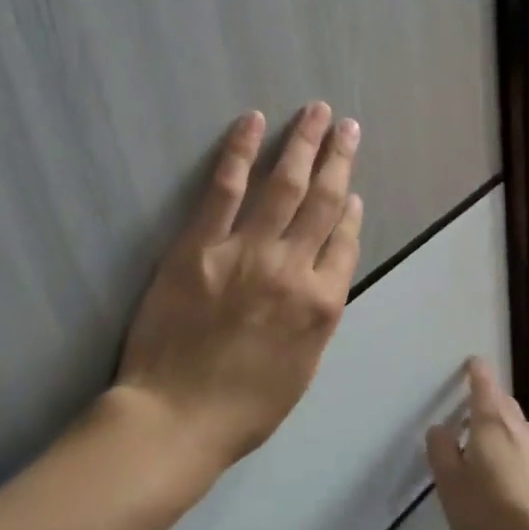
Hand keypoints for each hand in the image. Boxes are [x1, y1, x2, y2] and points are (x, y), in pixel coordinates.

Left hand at [114, 103, 363, 470]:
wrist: (177, 418)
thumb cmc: (243, 407)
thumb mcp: (302, 369)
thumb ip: (317, 318)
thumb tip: (324, 274)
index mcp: (321, 305)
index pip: (344, 241)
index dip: (350, 210)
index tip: (351, 189)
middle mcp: (292, 269)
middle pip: (323, 201)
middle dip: (338, 158)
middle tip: (347, 125)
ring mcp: (246, 252)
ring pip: (284, 185)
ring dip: (303, 143)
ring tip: (317, 112)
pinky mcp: (199, 245)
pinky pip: (225, 188)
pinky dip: (240, 151)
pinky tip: (252, 122)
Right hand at [426, 359, 528, 529]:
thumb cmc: (489, 511)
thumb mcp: (449, 483)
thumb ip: (441, 451)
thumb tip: (440, 428)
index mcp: (490, 423)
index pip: (484, 385)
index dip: (477, 372)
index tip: (472, 363)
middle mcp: (519, 428)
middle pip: (503, 403)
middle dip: (488, 400)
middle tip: (470, 410)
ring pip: (518, 427)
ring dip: (502, 427)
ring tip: (485, 446)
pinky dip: (515, 450)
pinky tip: (508, 474)